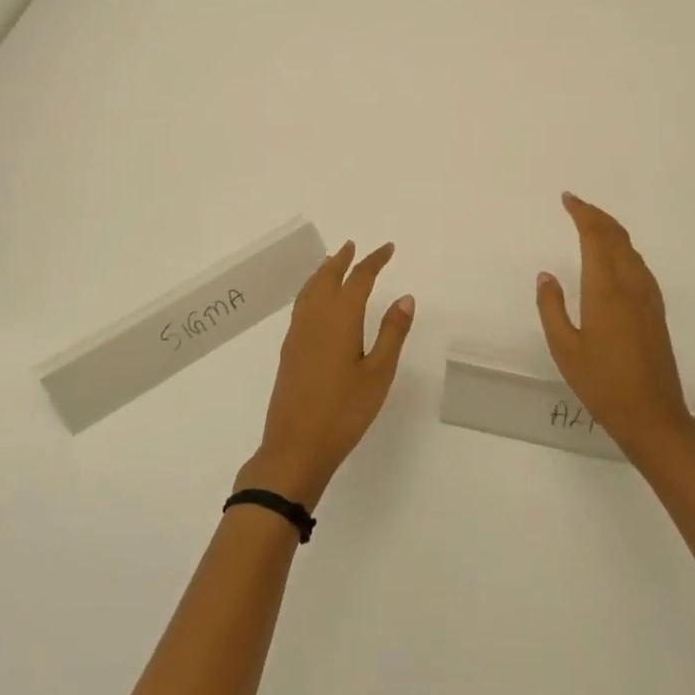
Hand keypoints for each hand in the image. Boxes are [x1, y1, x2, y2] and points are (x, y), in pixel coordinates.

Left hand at [237, 241, 414, 508]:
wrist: (295, 448)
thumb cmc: (344, 412)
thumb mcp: (378, 374)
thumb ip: (392, 333)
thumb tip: (405, 297)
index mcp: (340, 319)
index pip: (358, 279)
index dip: (373, 261)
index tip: (388, 249)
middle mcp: (315, 319)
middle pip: (327, 278)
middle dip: (342, 260)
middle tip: (353, 246)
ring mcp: (298, 334)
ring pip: (310, 290)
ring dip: (323, 272)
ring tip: (333, 263)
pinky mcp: (289, 351)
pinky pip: (301, 305)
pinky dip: (312, 290)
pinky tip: (316, 301)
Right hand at [536, 194, 694, 461]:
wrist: (653, 416)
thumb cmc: (602, 383)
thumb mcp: (564, 348)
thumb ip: (552, 307)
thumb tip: (546, 276)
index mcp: (606, 289)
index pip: (595, 237)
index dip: (582, 213)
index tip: (567, 199)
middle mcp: (630, 285)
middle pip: (616, 237)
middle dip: (597, 216)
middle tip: (576, 205)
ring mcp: (648, 298)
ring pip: (631, 250)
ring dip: (612, 230)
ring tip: (592, 225)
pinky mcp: (656, 312)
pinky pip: (639, 265)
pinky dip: (623, 249)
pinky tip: (615, 259)